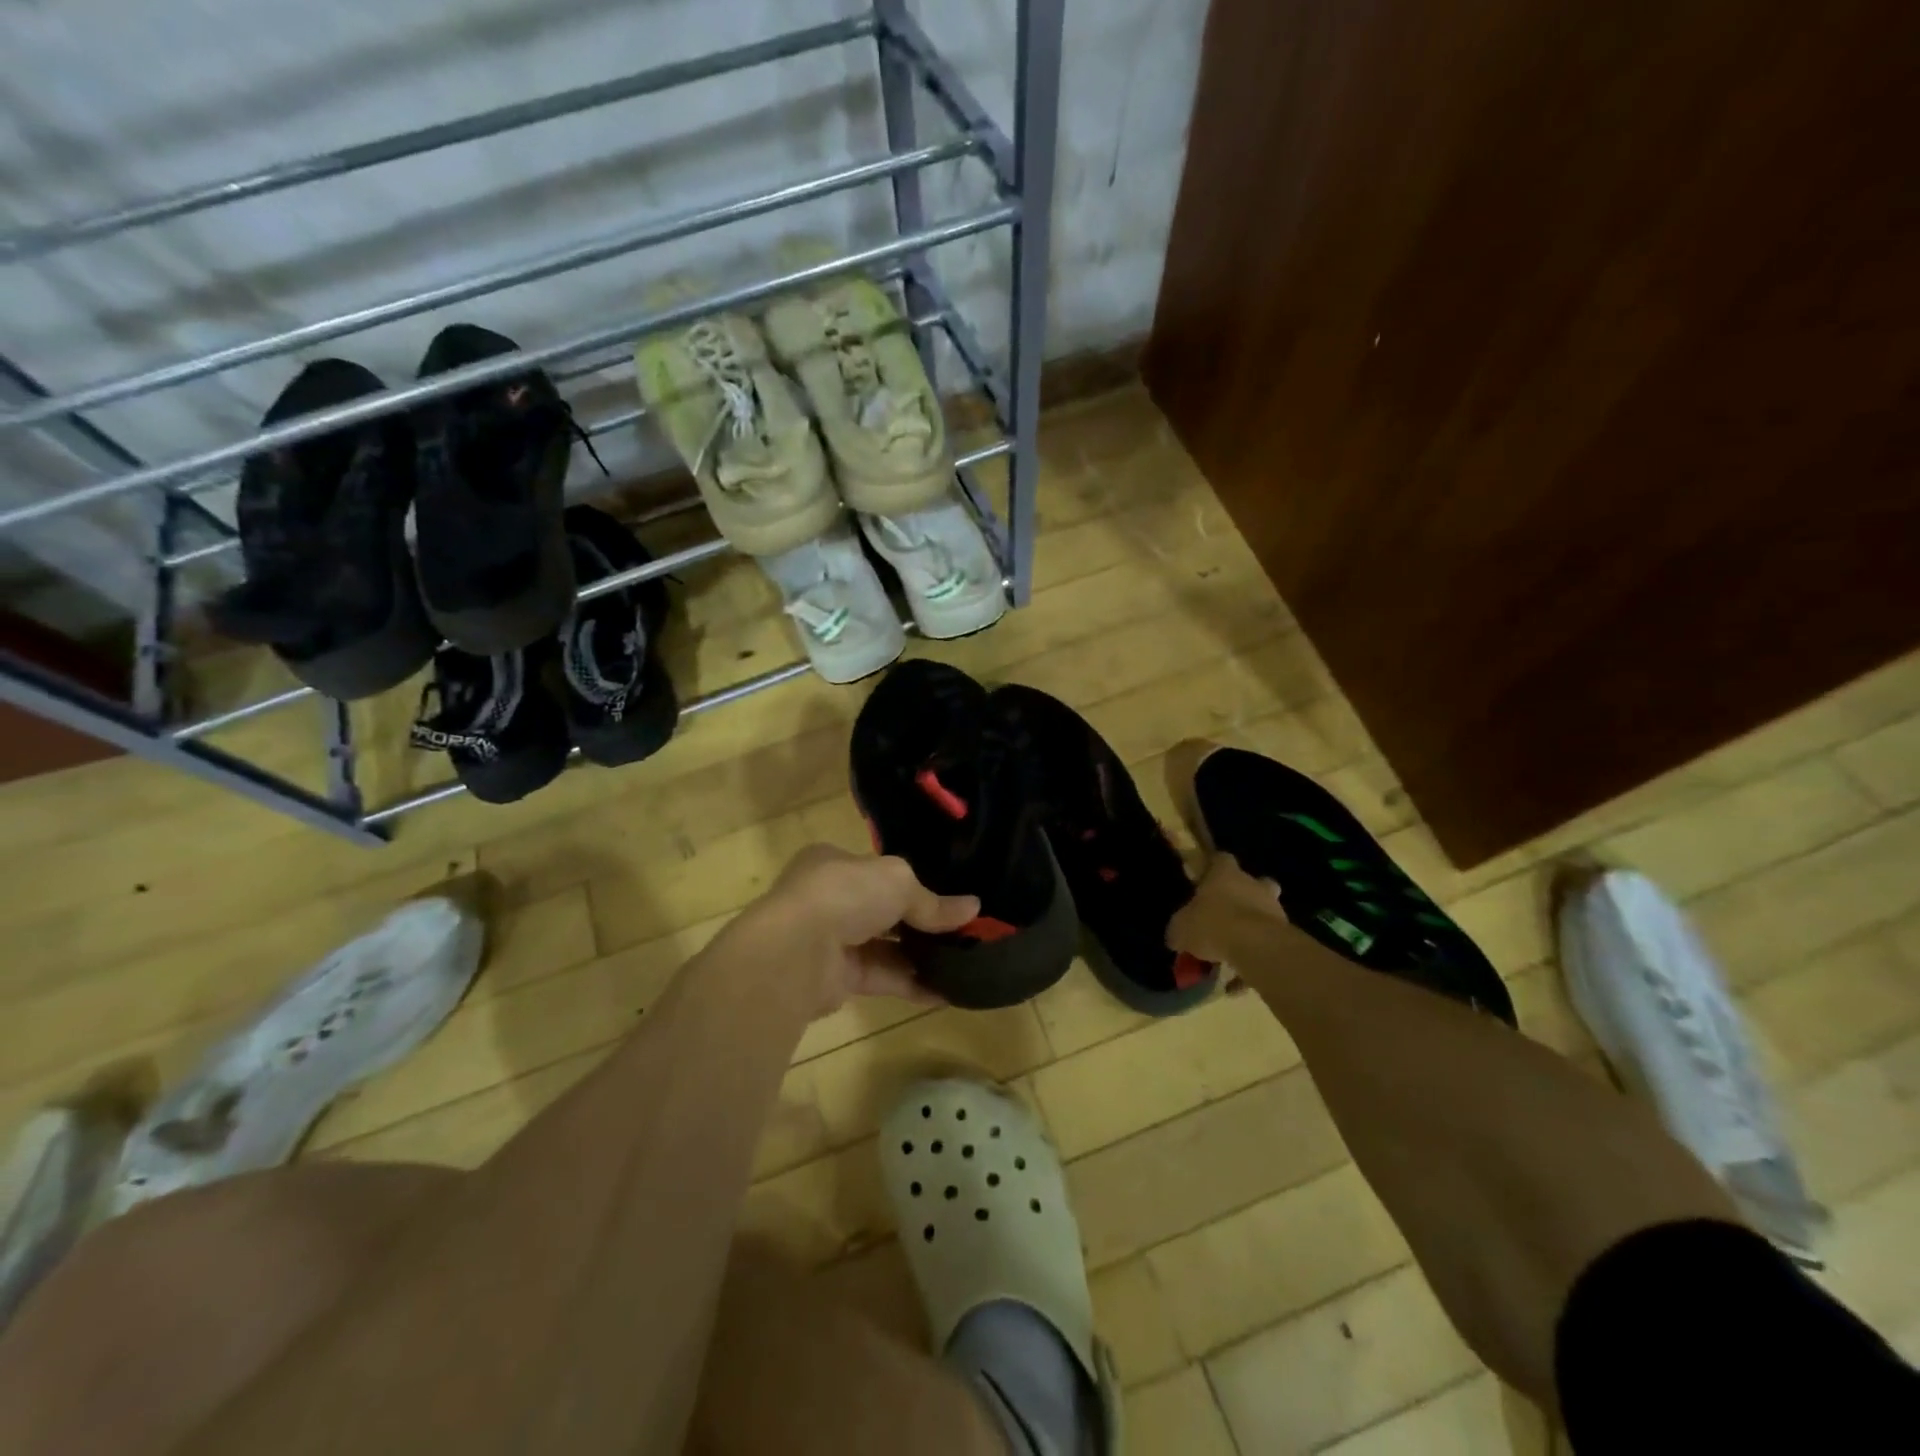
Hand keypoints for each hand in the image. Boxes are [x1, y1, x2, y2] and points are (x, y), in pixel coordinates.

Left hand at [751, 845, 979, 1016]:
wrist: (796, 951)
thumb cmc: (844, 894)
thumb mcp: (898, 881)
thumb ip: (933, 901)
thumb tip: (973, 908)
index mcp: (834, 863)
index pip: (878, 870)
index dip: (913, 882)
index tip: (948, 896)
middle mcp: (830, 899)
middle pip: (884, 910)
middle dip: (921, 922)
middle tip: (964, 932)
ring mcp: (832, 940)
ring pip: (885, 947)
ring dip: (922, 956)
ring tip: (965, 962)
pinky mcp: (838, 979)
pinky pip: (883, 978)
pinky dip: (914, 984)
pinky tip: (949, 991)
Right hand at [1167, 852, 1290, 962]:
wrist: (1255, 946)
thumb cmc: (1212, 924)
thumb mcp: (1181, 928)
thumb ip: (1180, 928)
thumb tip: (1176, 936)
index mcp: (1224, 874)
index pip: (1221, 859)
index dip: (1213, 869)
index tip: (1205, 882)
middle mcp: (1252, 884)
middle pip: (1252, 882)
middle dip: (1242, 896)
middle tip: (1226, 914)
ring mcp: (1274, 907)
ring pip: (1264, 911)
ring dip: (1252, 925)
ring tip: (1235, 948)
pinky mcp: (1286, 932)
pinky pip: (1269, 940)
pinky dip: (1258, 951)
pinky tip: (1243, 972)